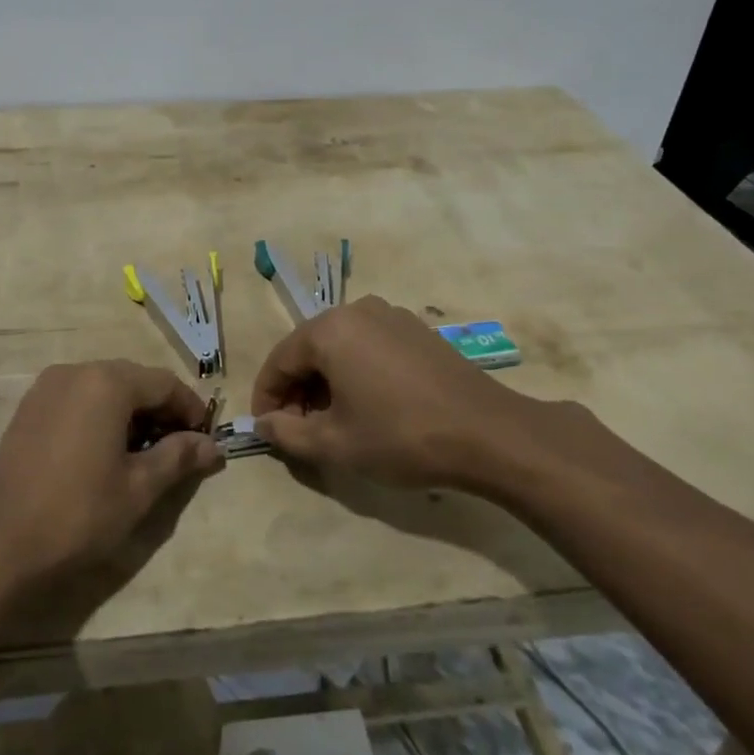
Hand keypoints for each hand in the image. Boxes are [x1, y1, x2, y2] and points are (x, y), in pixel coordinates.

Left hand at [0, 361, 222, 588]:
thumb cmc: (77, 514)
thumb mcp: (138, 489)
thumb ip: (178, 458)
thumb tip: (212, 446)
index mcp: (107, 382)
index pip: (164, 382)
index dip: (191, 409)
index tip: (206, 440)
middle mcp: (76, 371)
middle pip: (133, 380)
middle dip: (161, 410)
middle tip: (179, 448)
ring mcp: (46, 388)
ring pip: (104, 388)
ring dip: (131, 413)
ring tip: (144, 454)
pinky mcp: (29, 408)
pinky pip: (78, 399)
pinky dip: (100, 416)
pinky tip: (105, 452)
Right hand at [251, 296, 509, 488]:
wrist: (488, 433)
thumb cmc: (401, 436)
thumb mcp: (335, 444)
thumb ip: (288, 434)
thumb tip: (265, 424)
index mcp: (328, 330)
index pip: (279, 361)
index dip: (267, 398)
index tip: (267, 430)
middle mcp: (355, 310)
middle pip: (309, 350)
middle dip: (297, 391)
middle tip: (299, 431)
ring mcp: (390, 316)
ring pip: (340, 348)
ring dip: (326, 382)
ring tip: (334, 422)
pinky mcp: (416, 330)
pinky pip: (369, 346)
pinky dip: (355, 372)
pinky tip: (369, 406)